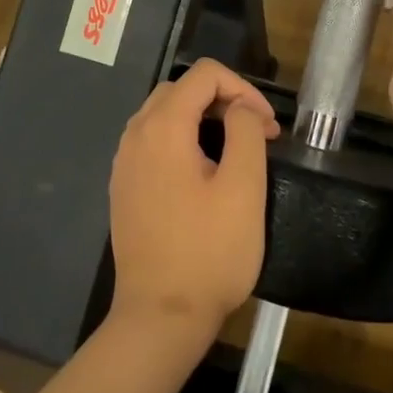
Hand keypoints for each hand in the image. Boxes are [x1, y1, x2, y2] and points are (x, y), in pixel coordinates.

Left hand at [107, 59, 279, 333]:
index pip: (205, 75)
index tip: (269, 127)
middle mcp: (135, 135)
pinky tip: (204, 172)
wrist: (160, 317)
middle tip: (257, 134)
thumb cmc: (209, 252)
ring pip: (165, 114)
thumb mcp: (243, 187)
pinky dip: (182, 139)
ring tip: (235, 150)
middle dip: (224, 100)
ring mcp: (124, 162)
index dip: (243, 89)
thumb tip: (241, 107)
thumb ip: (245, 131)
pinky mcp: (123, 187)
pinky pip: (153, 141)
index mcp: (163, 127)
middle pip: (182, 89)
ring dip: (203, 118)